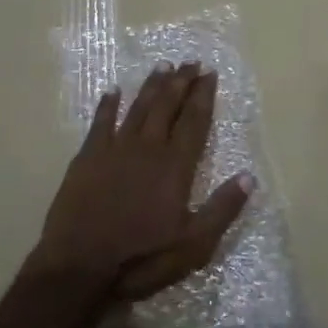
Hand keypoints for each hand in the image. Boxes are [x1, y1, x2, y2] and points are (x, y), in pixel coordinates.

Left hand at [32, 60, 253, 304]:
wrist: (79, 266)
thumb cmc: (141, 258)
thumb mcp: (193, 245)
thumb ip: (222, 209)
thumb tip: (249, 176)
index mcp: (175, 167)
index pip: (194, 122)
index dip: (203, 96)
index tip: (210, 73)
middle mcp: (147, 149)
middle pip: (167, 107)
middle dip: (181, 82)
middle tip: (191, 62)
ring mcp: (114, 150)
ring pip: (137, 108)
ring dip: (152, 86)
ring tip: (163, 66)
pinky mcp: (87, 159)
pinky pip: (100, 123)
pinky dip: (108, 105)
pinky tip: (113, 91)